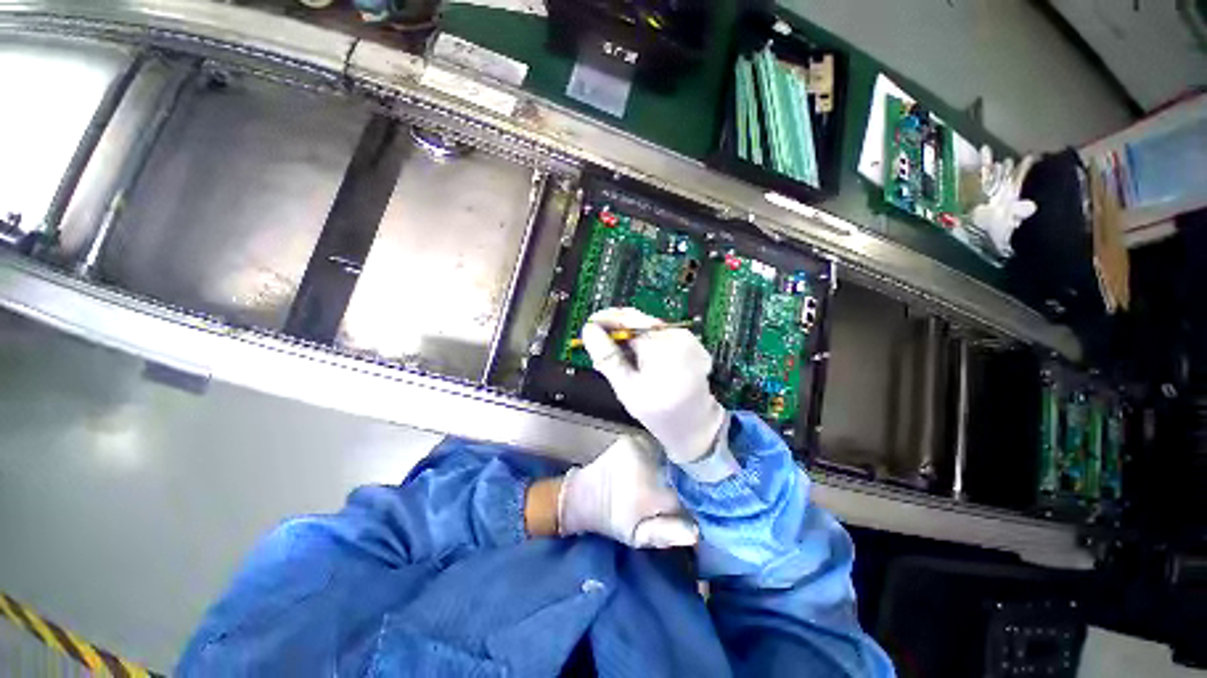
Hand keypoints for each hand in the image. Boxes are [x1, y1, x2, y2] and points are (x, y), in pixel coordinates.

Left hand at [557, 435, 698, 547]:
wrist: (586, 494)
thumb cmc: (614, 520)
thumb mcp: (638, 537)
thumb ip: (665, 533)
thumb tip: (696, 530)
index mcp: (649, 491)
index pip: (688, 491)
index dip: (703, 496)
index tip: (714, 501)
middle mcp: (647, 462)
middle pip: (683, 467)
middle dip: (694, 476)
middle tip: (703, 488)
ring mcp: (640, 445)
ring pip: (673, 453)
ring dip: (682, 463)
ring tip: (688, 474)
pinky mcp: (634, 437)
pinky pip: (661, 445)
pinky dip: (669, 453)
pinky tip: (671, 462)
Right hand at [581, 308, 726, 465]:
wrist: (695, 425)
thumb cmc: (660, 413)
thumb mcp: (627, 389)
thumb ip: (607, 358)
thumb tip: (589, 331)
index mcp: (664, 348)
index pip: (630, 319)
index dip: (607, 318)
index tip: (589, 325)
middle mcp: (679, 337)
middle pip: (639, 321)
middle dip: (617, 331)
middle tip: (599, 344)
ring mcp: (688, 338)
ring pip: (648, 327)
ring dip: (630, 338)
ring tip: (619, 358)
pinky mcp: (690, 342)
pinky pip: (661, 334)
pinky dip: (645, 342)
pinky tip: (639, 359)